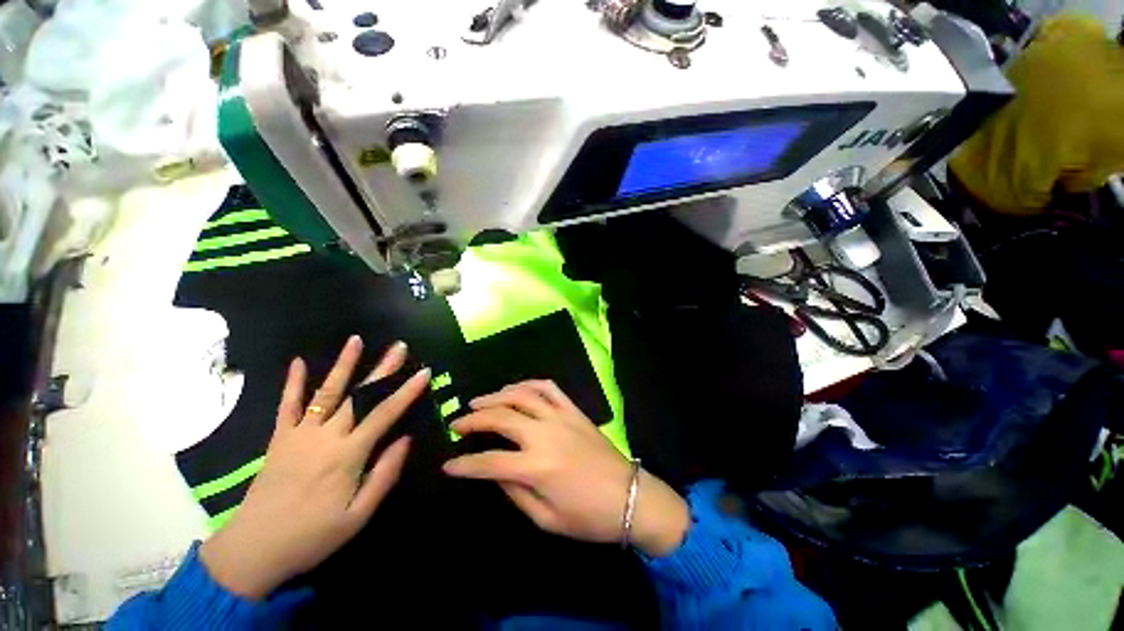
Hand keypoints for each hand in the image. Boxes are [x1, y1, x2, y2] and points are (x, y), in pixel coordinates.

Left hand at [200, 336, 429, 598]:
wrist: (253, 550)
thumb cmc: (312, 536)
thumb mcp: (358, 516)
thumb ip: (384, 475)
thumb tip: (405, 439)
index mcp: (348, 455)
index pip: (384, 414)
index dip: (407, 392)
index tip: (424, 373)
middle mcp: (325, 437)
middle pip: (360, 395)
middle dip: (382, 369)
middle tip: (399, 347)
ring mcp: (299, 434)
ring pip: (325, 392)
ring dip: (343, 365)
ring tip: (356, 341)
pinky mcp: (278, 439)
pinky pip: (286, 406)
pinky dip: (292, 383)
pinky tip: (297, 362)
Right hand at [442, 380, 689, 556]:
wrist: (630, 497)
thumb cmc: (588, 517)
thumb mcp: (546, 519)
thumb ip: (515, 493)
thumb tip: (494, 472)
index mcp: (536, 467)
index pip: (489, 461)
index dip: (464, 464)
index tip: (447, 465)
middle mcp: (545, 435)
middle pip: (501, 418)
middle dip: (473, 420)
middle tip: (456, 423)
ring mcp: (561, 417)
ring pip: (522, 395)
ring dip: (497, 396)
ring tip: (479, 402)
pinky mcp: (574, 410)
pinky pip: (549, 388)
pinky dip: (529, 384)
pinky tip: (516, 389)